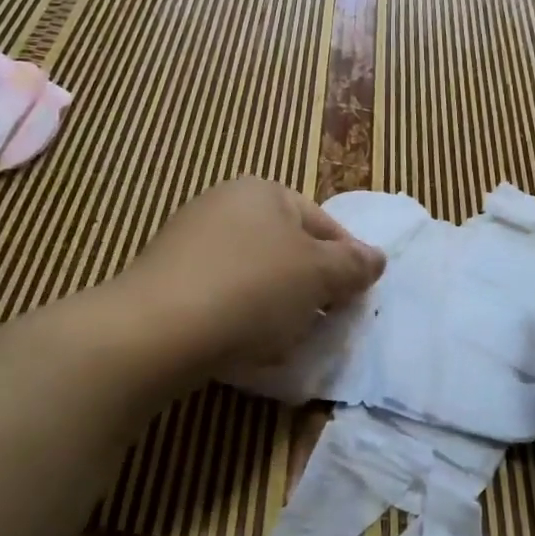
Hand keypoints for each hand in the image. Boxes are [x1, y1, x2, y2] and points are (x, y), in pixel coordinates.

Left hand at [120, 177, 385, 371]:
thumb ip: (353, 265)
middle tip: (323, 323)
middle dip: (308, 286)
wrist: (157, 329)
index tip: (357, 301)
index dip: (347, 262)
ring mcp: (188, 239)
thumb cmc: (252, 289)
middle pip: (285, 248)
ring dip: (275, 305)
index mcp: (262, 191)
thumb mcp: (317, 275)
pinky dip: (237, 315)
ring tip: (284, 341)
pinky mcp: (166, 277)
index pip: (322, 224)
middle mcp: (223, 203)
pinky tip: (241, 345)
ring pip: (253, 274)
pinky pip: (219, 294)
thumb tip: (377, 257)